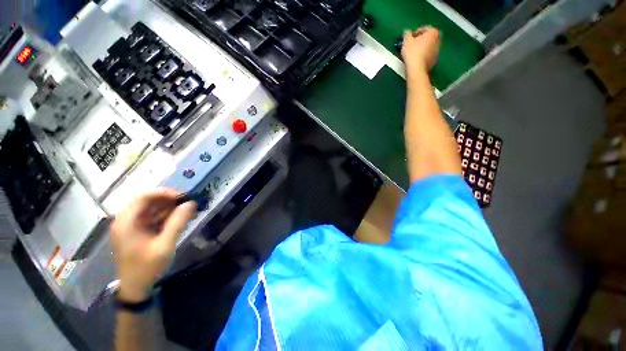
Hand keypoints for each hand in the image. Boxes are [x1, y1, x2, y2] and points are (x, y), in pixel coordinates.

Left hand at [111, 189, 196, 301]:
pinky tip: (179, 219)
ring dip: (170, 208)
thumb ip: (178, 222)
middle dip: (169, 200)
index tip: (182, 197)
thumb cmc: (147, 267)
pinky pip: (153, 217)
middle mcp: (126, 220)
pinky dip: (167, 216)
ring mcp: (131, 225)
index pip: (143, 196)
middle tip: (188, 204)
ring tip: (187, 211)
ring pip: (151, 208)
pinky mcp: (137, 231)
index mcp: (127, 222)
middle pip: (147, 200)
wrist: (136, 288)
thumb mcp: (165, 245)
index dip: (164, 193)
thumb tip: (191, 203)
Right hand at [402, 27, 440, 75]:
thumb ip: (407, 34)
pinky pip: (428, 55)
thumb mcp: (407, 40)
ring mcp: (438, 51)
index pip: (424, 28)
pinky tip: (416, 59)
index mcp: (433, 32)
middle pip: (428, 37)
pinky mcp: (435, 60)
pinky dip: (423, 55)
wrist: (417, 68)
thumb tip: (407, 32)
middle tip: (412, 44)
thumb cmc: (412, 52)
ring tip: (413, 53)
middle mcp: (438, 39)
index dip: (415, 32)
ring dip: (422, 47)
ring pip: (429, 46)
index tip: (409, 38)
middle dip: (420, 40)